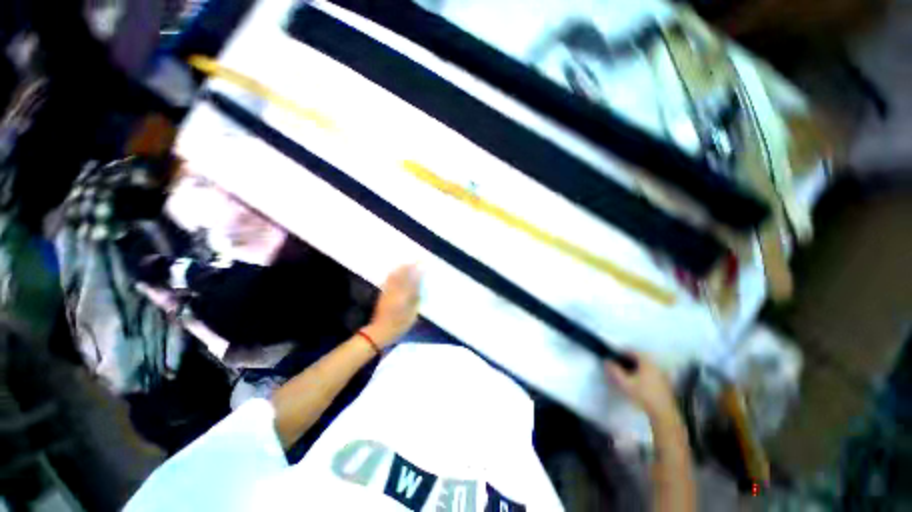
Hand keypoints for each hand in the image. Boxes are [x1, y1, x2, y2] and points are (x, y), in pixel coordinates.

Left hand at [363, 265, 421, 348]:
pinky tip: (395, 271)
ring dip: (401, 268)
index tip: (423, 264)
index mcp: (405, 296)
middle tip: (416, 260)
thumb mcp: (413, 313)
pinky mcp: (383, 293)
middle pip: (403, 275)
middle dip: (410, 266)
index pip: (413, 280)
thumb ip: (416, 299)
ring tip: (407, 263)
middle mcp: (396, 291)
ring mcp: (388, 291)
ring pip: (395, 276)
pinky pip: (388, 280)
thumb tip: (419, 287)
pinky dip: (393, 274)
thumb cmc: (400, 324)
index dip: (418, 271)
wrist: (381, 330)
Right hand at [605, 352, 678, 422]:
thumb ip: (614, 371)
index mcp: (646, 362)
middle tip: (618, 366)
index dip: (620, 352)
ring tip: (627, 374)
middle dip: (627, 360)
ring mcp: (662, 373)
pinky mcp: (665, 382)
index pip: (631, 351)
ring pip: (645, 365)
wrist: (663, 413)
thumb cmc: (643, 395)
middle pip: (638, 358)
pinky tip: (638, 382)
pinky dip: (643, 374)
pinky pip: (651, 373)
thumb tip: (607, 361)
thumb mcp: (625, 383)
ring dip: (635, 367)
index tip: (613, 357)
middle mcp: (655, 364)